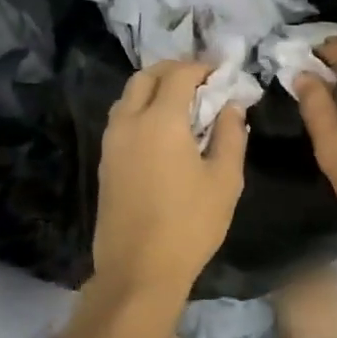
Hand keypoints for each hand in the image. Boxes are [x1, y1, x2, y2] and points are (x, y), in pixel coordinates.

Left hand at [93, 61, 246, 298]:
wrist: (137, 271)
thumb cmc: (189, 224)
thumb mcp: (225, 180)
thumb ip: (231, 135)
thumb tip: (231, 106)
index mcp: (160, 120)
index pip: (179, 74)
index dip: (202, 66)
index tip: (222, 72)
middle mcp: (130, 121)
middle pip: (146, 76)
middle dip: (174, 70)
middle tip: (200, 80)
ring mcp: (112, 141)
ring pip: (128, 95)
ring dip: (154, 87)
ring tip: (182, 102)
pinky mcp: (106, 161)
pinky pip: (122, 117)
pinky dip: (141, 108)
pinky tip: (162, 129)